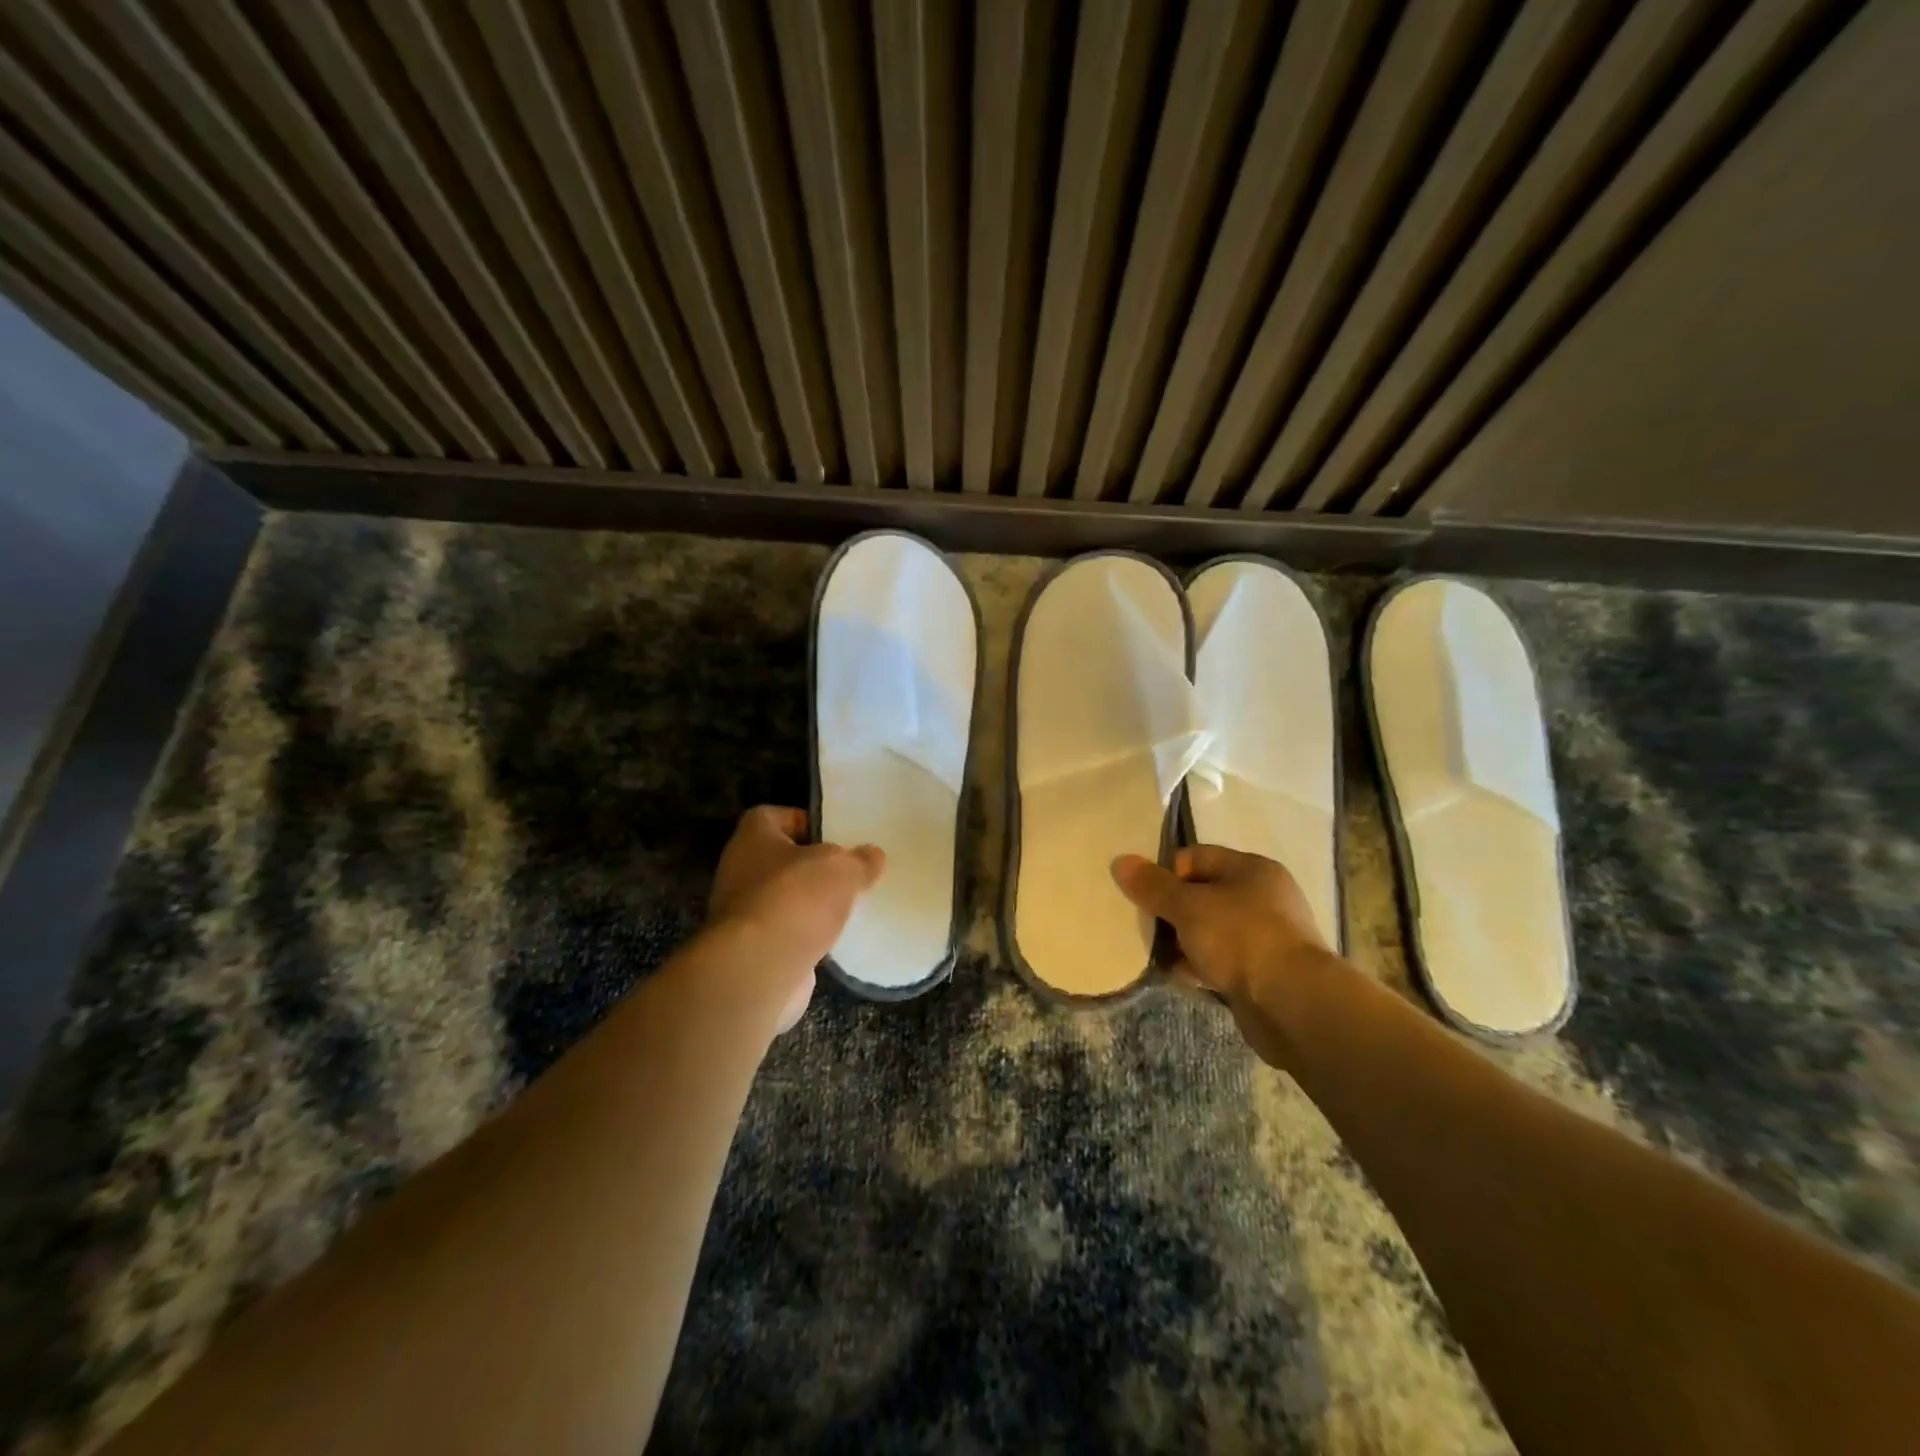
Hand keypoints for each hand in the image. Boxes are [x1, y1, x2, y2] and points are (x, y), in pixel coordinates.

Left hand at [708, 806, 885, 1030]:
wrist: (759, 968)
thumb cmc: (796, 898)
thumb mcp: (843, 868)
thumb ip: (860, 859)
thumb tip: (872, 855)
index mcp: (753, 837)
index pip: (775, 816)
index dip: (805, 822)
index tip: (836, 835)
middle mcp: (740, 870)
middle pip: (782, 860)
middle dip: (814, 867)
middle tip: (849, 872)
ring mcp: (743, 913)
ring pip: (785, 899)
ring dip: (811, 904)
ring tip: (849, 907)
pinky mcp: (753, 949)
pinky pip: (786, 933)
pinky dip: (807, 936)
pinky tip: (836, 940)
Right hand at [1112, 845, 1333, 1064]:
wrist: (1294, 1005)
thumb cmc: (1241, 939)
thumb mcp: (1189, 907)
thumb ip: (1153, 886)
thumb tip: (1121, 861)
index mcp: (1252, 869)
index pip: (1197, 857)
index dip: (1167, 873)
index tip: (1147, 898)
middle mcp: (1264, 897)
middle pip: (1203, 894)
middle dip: (1172, 911)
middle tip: (1147, 926)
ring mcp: (1266, 937)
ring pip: (1211, 930)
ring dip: (1184, 941)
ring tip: (1157, 954)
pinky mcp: (1264, 973)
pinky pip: (1222, 961)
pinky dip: (1200, 966)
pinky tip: (1179, 976)